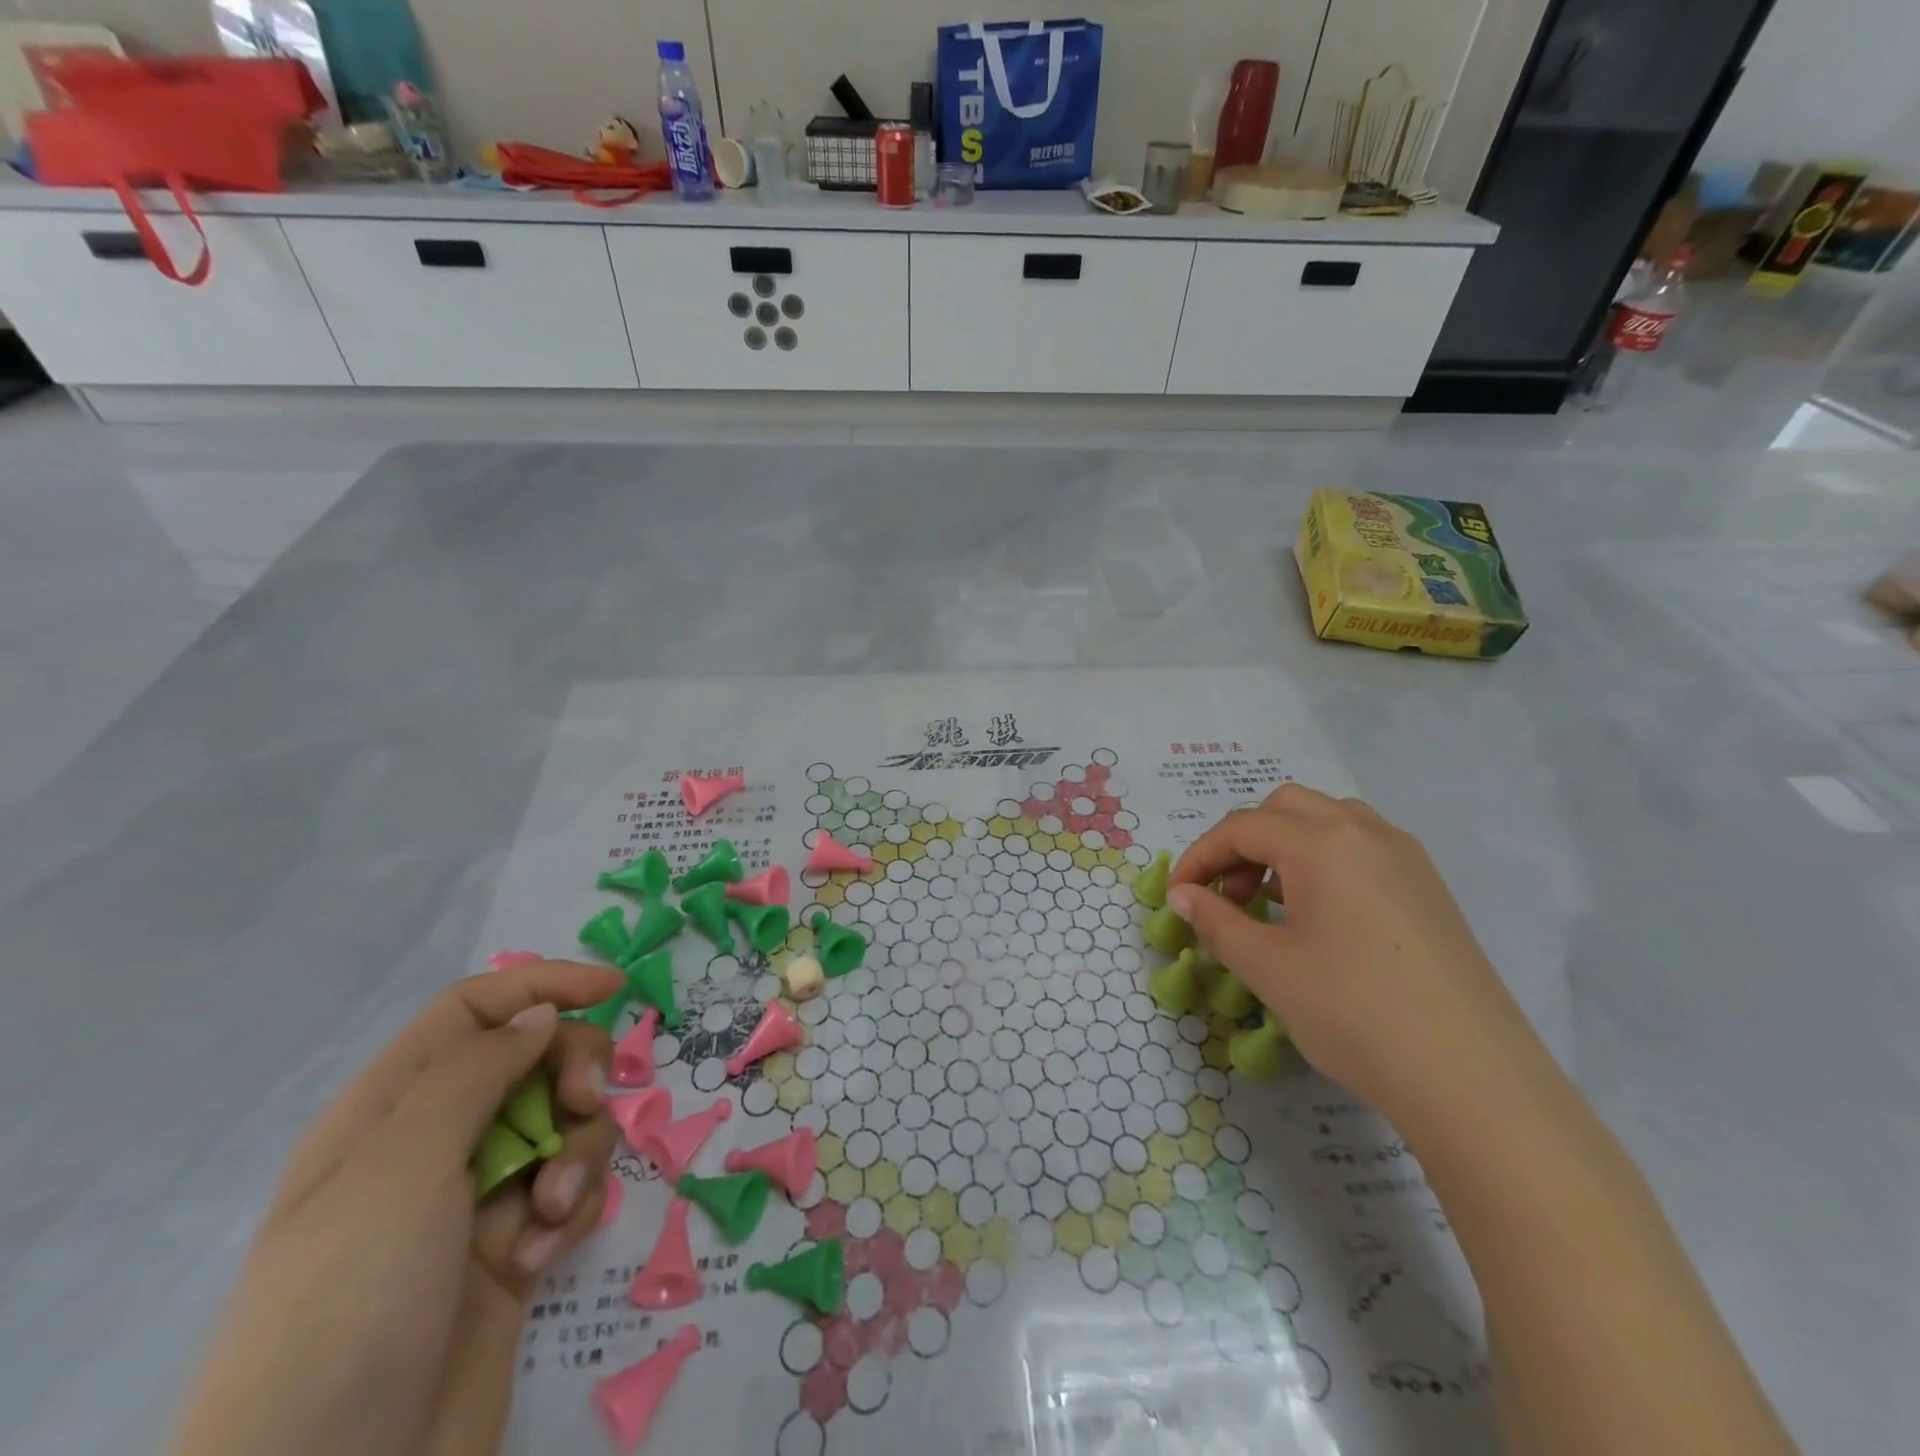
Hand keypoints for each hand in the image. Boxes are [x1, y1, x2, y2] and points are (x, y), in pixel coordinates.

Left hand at [169, 961, 624, 1455]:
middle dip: (574, 1071)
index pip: (475, 1009)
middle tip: (584, 1103)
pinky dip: (568, 1210)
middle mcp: (434, 1143)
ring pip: (564, 1124)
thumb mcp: (401, 1167)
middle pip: (534, 1058)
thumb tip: (539, 1012)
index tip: (613, 988)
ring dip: (577, 1153)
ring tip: (550, 1210)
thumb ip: (476, 1071)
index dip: (542, 984)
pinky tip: (537, 1257)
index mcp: (390, 1109)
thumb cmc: (348, 1304)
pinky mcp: (513, 1248)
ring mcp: (476, 1199)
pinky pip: (569, 1190)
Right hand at [1167, 785, 1547, 1129]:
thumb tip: (1182, 895)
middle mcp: (1365, 832)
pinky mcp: (1429, 887)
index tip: (1178, 896)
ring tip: (1271, 902)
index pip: (1241, 828)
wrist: (1472, 1079)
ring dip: (1285, 846)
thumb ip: (1215, 920)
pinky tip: (1320, 915)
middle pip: (1284, 808)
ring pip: (1328, 821)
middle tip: (1228, 895)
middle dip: (1243, 842)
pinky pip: (1362, 847)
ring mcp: (1405, 857)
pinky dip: (1324, 860)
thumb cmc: (1353, 1013)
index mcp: (1322, 843)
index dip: (1199, 856)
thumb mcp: (1267, 967)